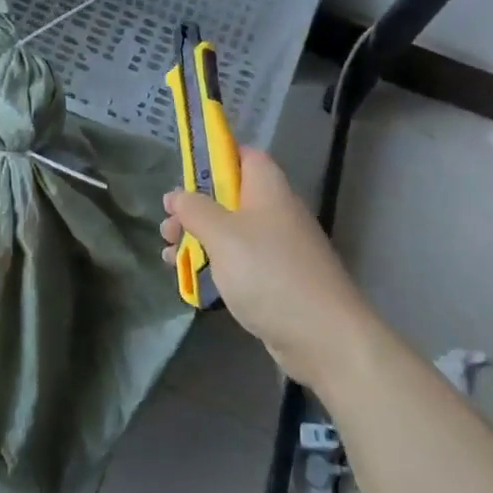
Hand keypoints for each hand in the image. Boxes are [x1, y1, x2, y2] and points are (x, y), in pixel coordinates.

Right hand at [160, 149, 373, 389]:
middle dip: (195, 208)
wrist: (324, 337)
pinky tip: (190, 279)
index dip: (213, 158)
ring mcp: (278, 247)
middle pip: (229, 196)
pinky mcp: (277, 279)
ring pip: (230, 232)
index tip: (184, 175)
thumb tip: (176, 194)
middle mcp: (275, 211)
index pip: (242, 155)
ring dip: (198, 240)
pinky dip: (215, 266)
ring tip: (168, 256)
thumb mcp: (221, 234)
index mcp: (267, 188)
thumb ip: (194, 209)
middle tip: (168, 227)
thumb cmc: (269, 272)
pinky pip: (240, 262)